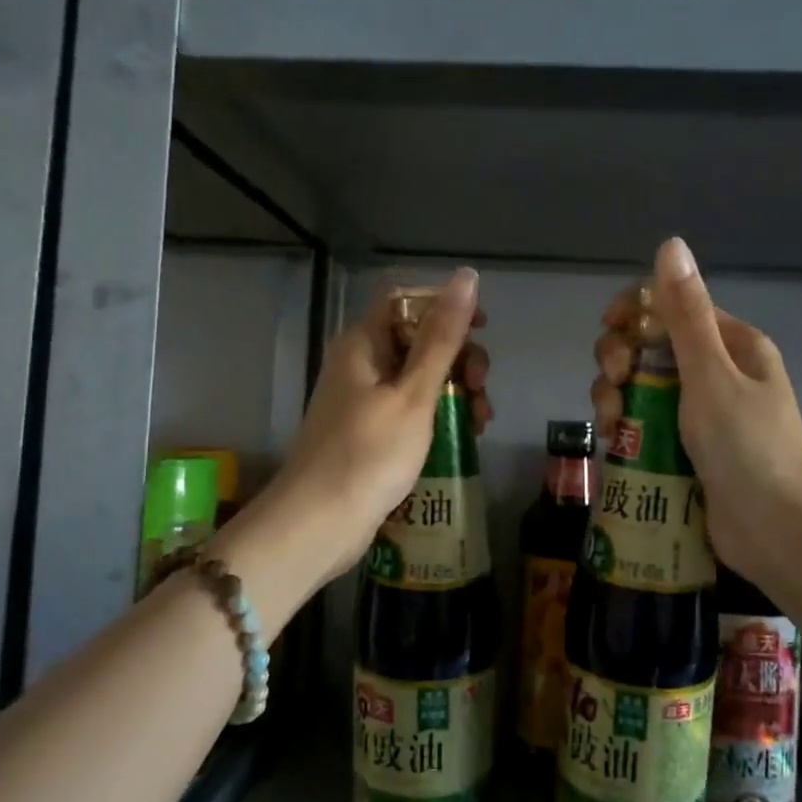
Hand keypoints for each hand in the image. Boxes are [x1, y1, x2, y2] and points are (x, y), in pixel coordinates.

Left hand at [268, 268, 488, 585]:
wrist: (320, 524)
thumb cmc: (368, 454)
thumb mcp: (414, 394)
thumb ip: (442, 337)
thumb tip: (466, 276)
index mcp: (363, 344)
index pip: (407, 300)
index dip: (446, 307)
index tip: (482, 330)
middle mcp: (361, 364)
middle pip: (418, 338)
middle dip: (458, 356)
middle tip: (480, 386)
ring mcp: (365, 400)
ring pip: (420, 377)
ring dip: (455, 389)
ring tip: (480, 420)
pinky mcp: (371, 432)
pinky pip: (412, 409)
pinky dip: (439, 415)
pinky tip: (464, 435)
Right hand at [591, 239, 801, 595]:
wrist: (775, 532)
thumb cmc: (747, 448)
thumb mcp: (711, 376)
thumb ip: (685, 314)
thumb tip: (672, 244)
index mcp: (732, 345)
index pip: (673, 306)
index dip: (634, 312)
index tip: (610, 332)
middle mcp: (716, 372)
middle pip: (650, 346)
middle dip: (620, 360)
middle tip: (614, 385)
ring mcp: (700, 413)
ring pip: (641, 387)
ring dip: (616, 397)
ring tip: (612, 425)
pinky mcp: (685, 448)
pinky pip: (645, 423)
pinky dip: (625, 427)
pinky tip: (614, 443)